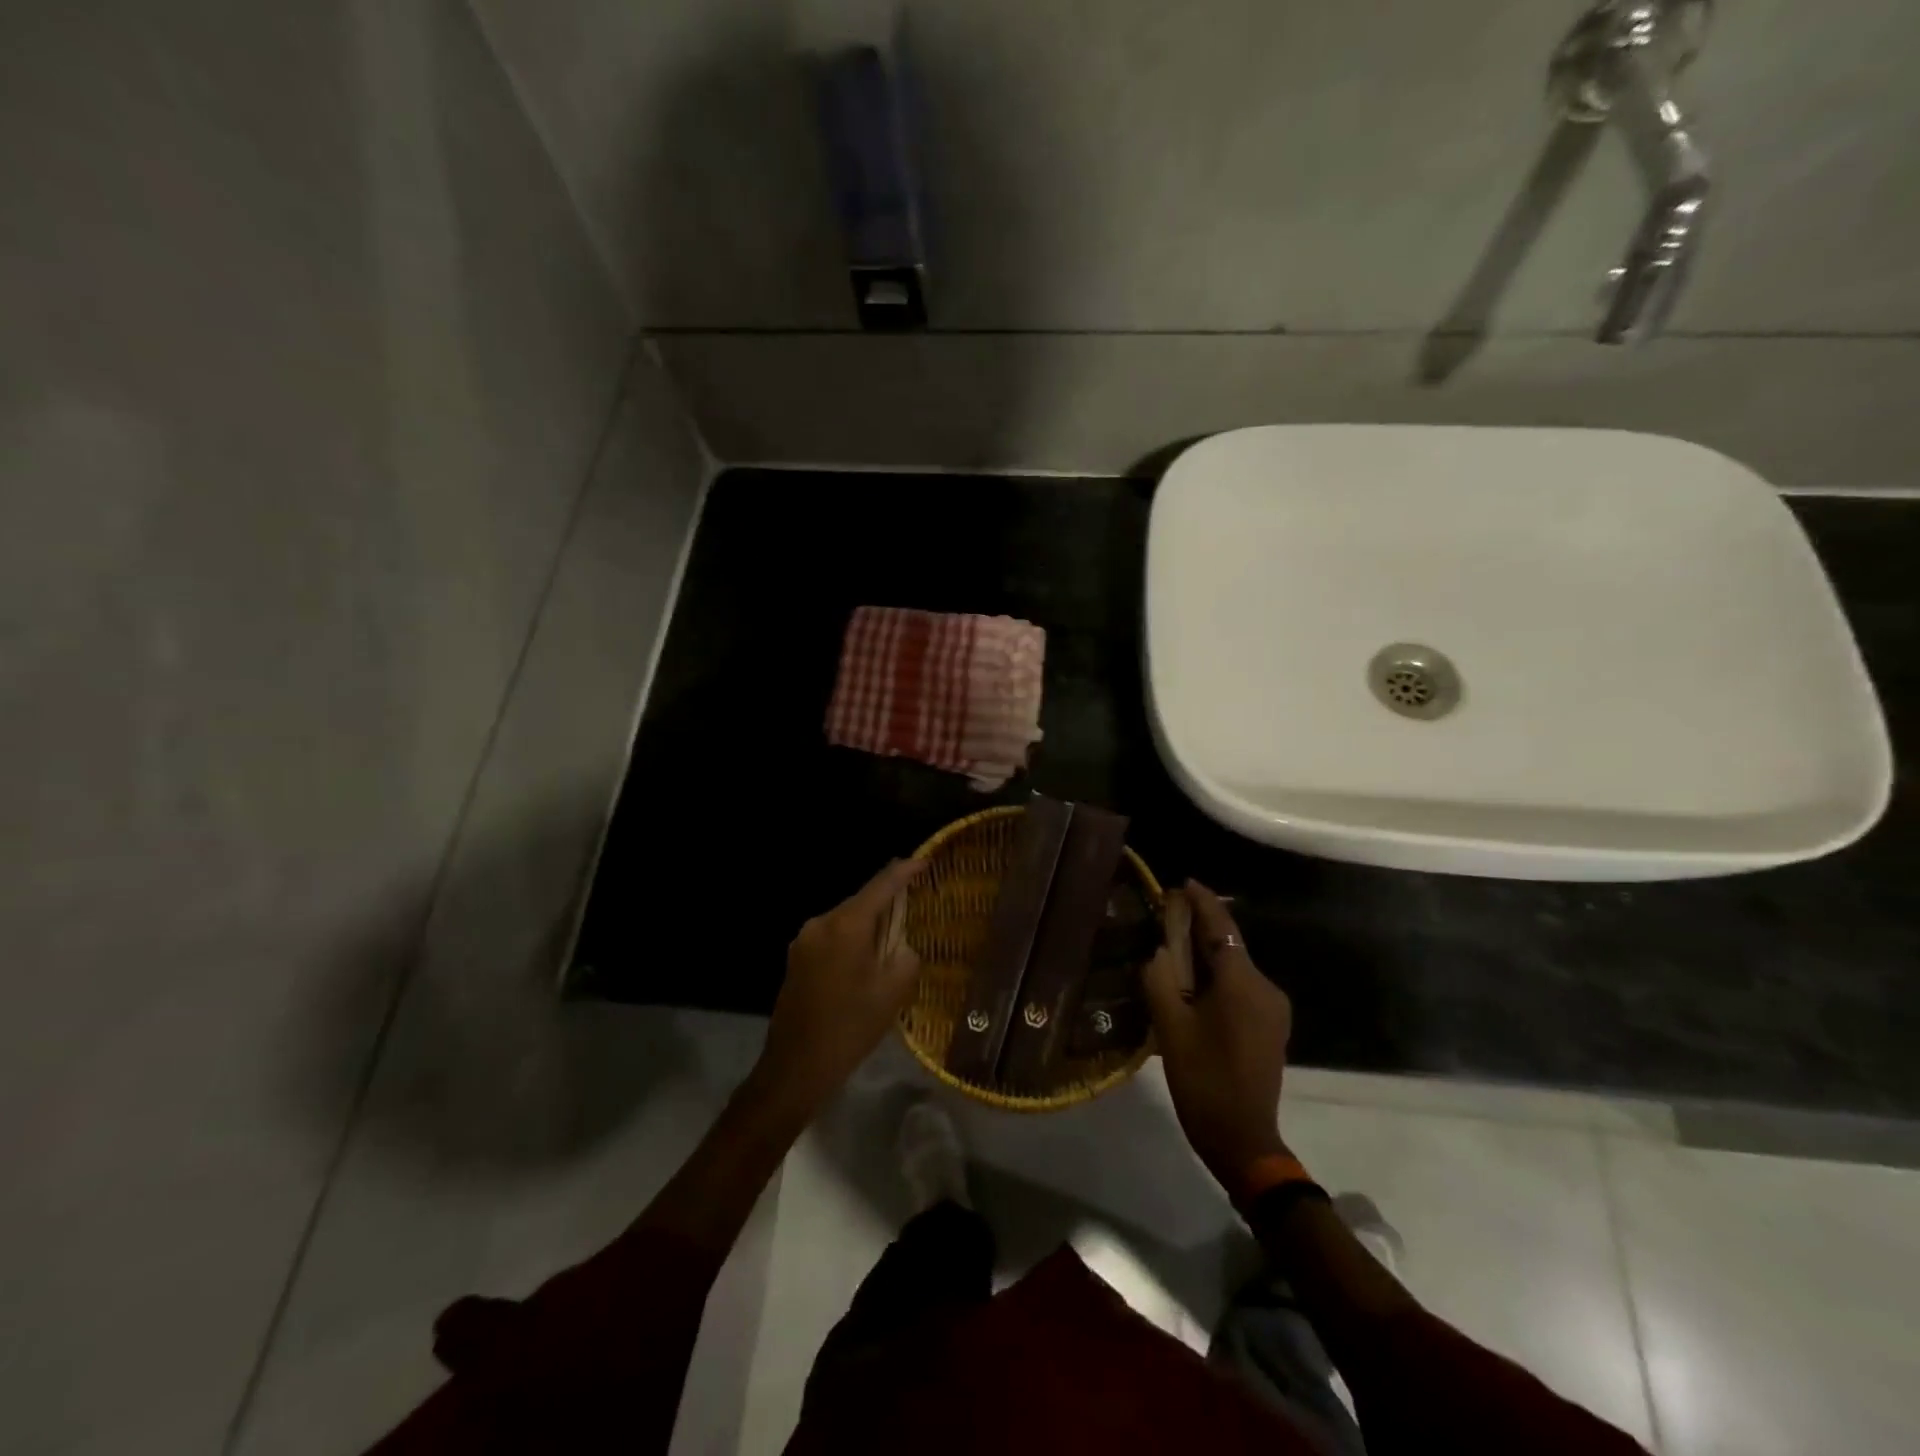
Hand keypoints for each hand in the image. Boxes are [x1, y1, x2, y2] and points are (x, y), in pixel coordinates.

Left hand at [753, 859, 925, 1114]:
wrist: (795, 1068)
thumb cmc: (850, 1028)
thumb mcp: (892, 992)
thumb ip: (905, 955)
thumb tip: (900, 944)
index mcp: (846, 925)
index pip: (881, 885)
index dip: (904, 870)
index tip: (924, 860)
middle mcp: (821, 923)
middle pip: (861, 901)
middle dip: (887, 902)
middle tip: (913, 907)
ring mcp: (804, 940)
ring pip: (846, 920)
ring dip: (869, 925)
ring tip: (892, 940)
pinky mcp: (797, 959)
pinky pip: (832, 937)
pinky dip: (852, 941)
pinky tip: (865, 962)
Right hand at [1143, 881, 1293, 1194]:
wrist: (1243, 1139)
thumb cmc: (1204, 1080)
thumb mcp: (1170, 1028)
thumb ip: (1160, 979)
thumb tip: (1158, 951)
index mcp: (1243, 984)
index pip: (1222, 928)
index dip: (1203, 901)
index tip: (1183, 882)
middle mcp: (1266, 988)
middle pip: (1230, 945)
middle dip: (1200, 927)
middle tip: (1166, 914)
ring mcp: (1273, 1009)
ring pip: (1235, 967)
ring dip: (1207, 954)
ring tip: (1172, 946)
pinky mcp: (1271, 1026)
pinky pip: (1241, 987)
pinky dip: (1217, 976)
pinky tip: (1193, 982)